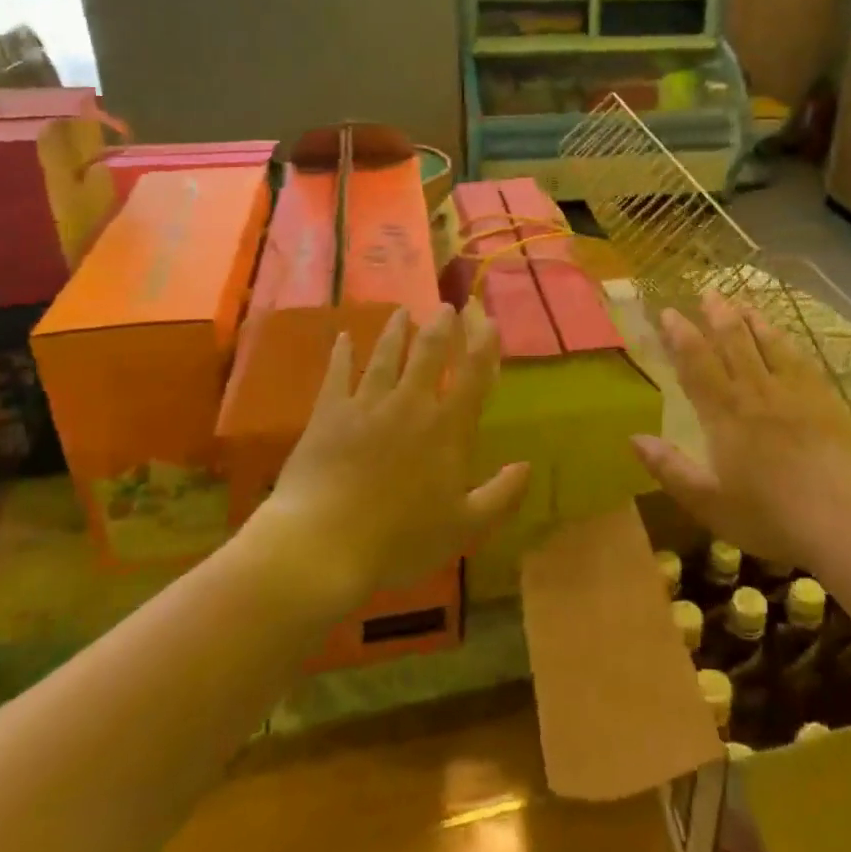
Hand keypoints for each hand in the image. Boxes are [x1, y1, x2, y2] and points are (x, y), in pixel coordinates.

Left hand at [254, 305, 527, 604]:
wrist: (323, 544)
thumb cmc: (400, 540)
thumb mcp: (464, 527)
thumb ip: (501, 494)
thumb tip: (527, 465)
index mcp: (446, 429)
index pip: (473, 376)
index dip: (484, 345)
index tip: (488, 321)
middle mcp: (410, 405)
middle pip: (429, 353)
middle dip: (440, 327)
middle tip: (444, 307)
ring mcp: (367, 405)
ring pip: (386, 356)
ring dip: (396, 331)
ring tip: (402, 312)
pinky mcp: (329, 414)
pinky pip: (337, 374)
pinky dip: (342, 354)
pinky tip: (343, 337)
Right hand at [631, 292, 850, 571]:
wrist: (845, 517)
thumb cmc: (770, 516)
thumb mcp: (708, 503)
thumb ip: (670, 469)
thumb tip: (634, 438)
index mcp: (724, 414)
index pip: (697, 365)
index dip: (681, 337)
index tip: (669, 313)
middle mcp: (756, 392)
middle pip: (734, 343)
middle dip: (717, 316)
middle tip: (708, 292)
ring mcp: (794, 392)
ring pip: (768, 344)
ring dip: (752, 321)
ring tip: (741, 302)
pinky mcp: (825, 400)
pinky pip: (800, 360)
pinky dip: (786, 342)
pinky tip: (785, 338)